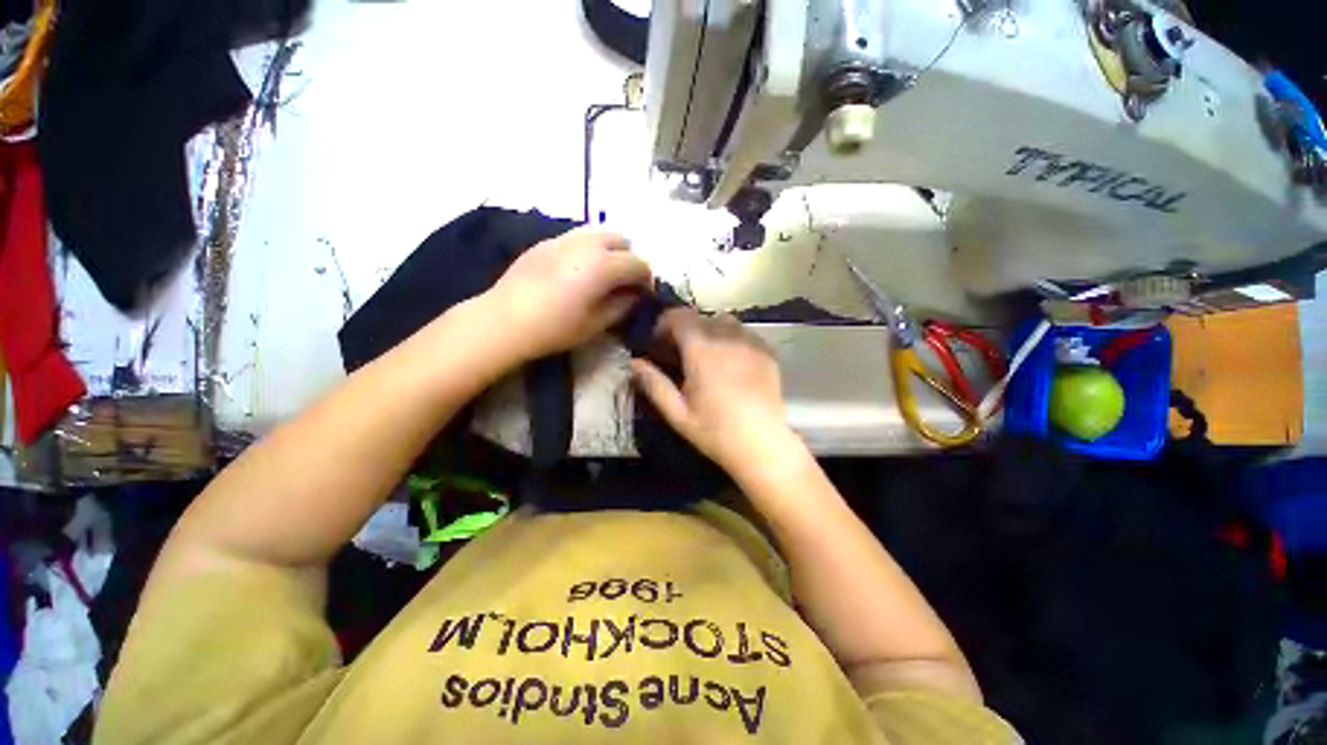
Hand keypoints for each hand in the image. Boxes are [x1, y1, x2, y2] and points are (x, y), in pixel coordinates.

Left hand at [485, 228, 652, 360]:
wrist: (504, 320)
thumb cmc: (555, 327)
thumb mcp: (596, 323)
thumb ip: (623, 306)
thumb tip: (635, 296)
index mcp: (603, 265)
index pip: (639, 264)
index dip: (647, 280)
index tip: (644, 295)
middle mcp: (587, 243)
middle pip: (623, 240)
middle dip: (630, 259)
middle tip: (625, 283)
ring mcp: (564, 238)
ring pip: (600, 233)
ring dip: (610, 251)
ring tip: (604, 275)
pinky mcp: (546, 242)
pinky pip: (578, 237)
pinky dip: (589, 249)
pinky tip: (579, 271)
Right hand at [630, 308, 799, 476]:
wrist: (762, 445)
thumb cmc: (715, 432)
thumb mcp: (678, 414)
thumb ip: (654, 384)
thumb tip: (634, 362)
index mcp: (702, 351)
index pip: (680, 316)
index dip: (665, 323)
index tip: (660, 342)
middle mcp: (728, 339)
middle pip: (701, 318)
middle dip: (685, 330)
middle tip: (680, 354)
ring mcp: (751, 343)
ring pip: (724, 321)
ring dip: (710, 331)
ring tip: (707, 355)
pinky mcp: (767, 352)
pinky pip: (744, 332)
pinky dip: (732, 338)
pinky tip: (731, 361)